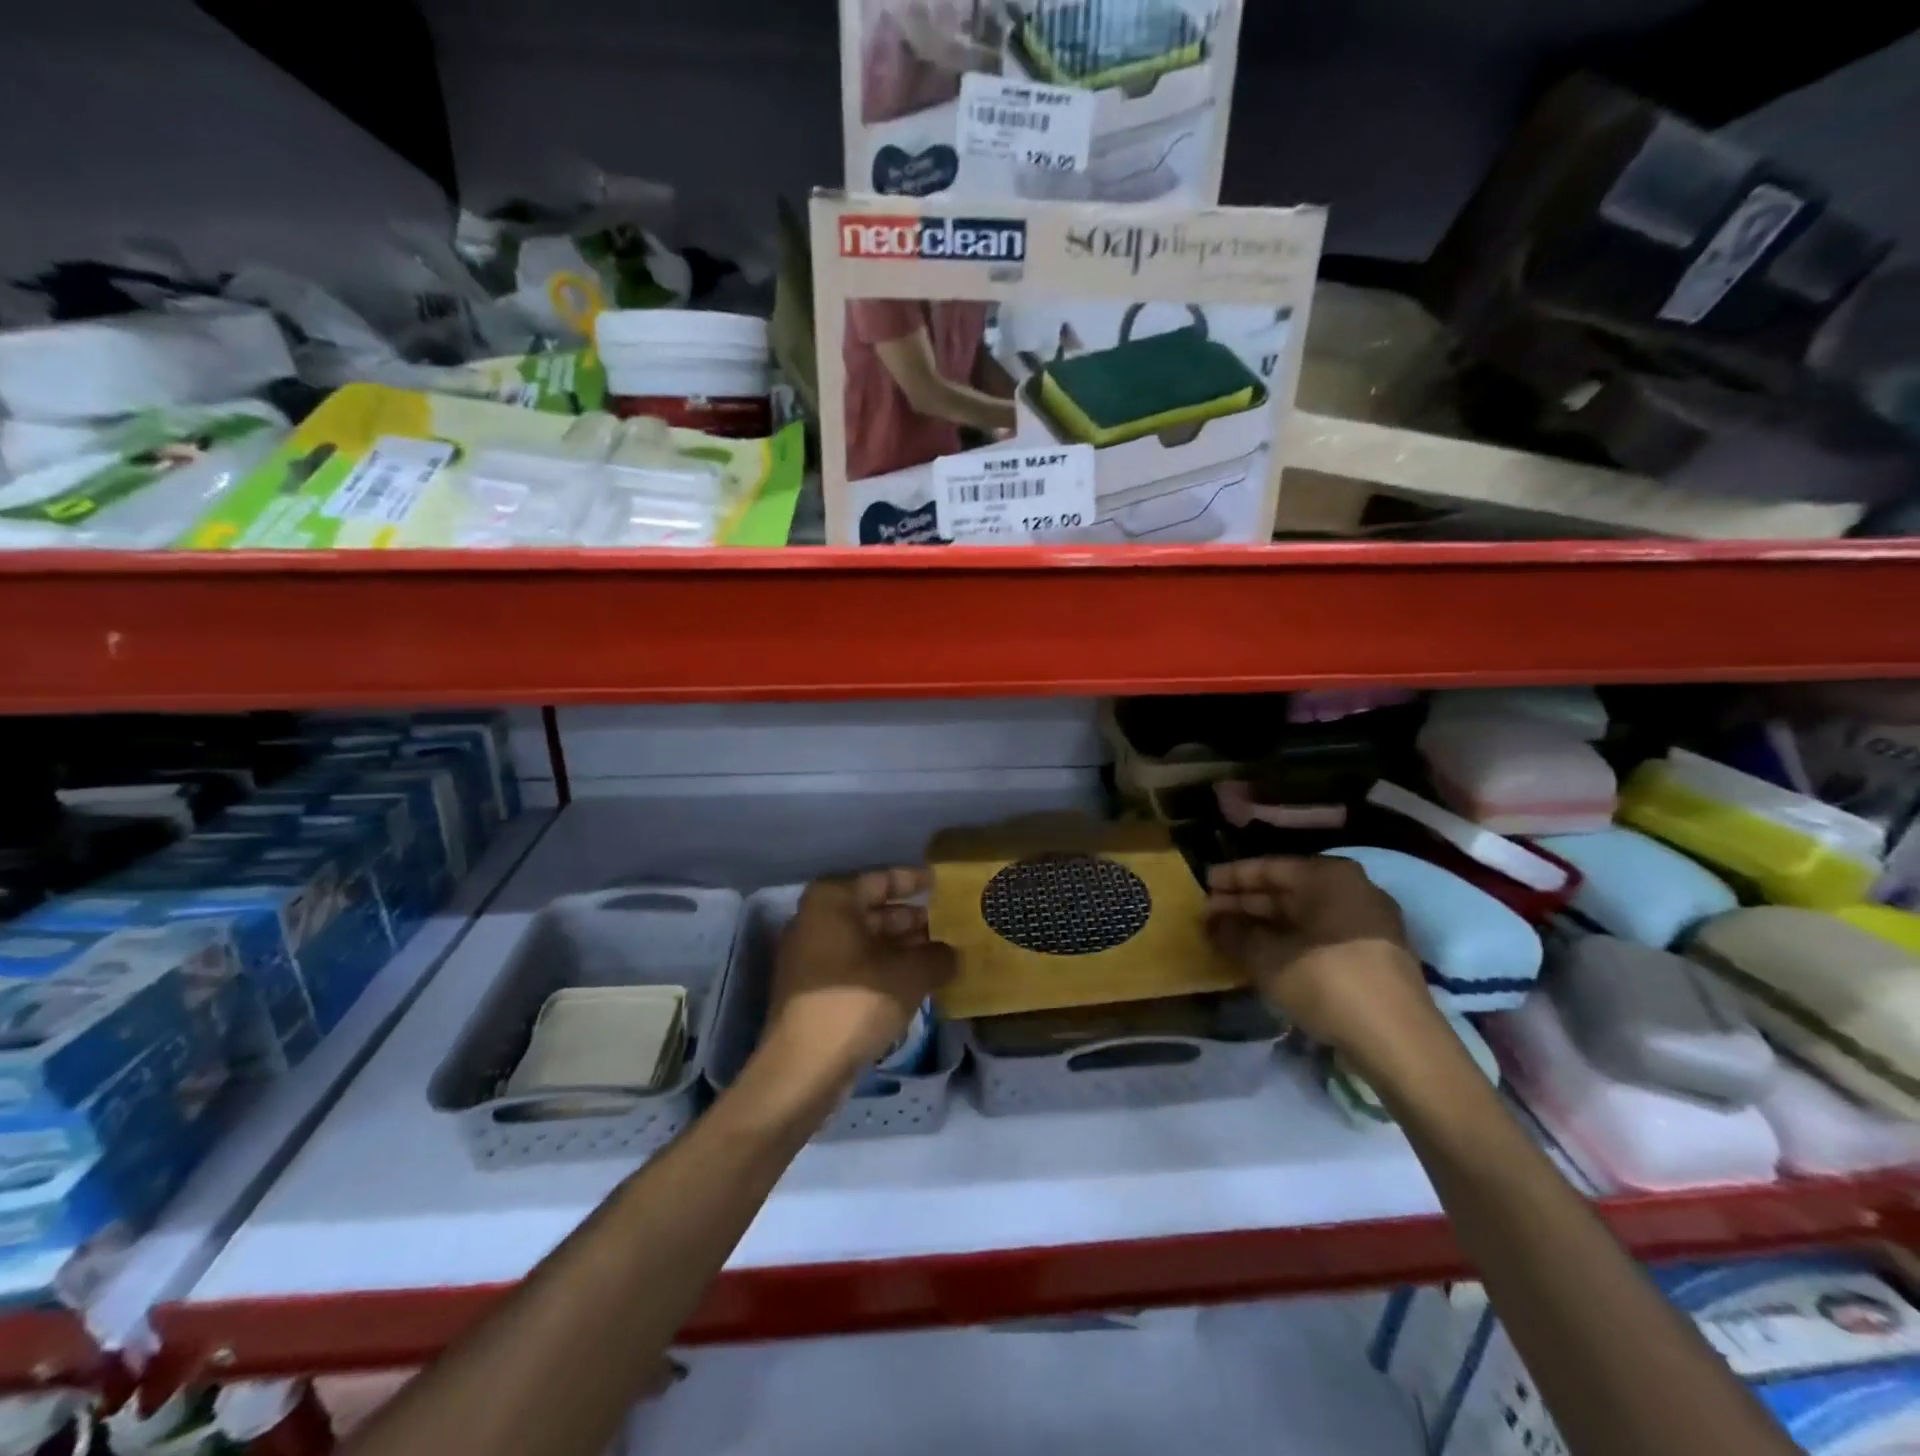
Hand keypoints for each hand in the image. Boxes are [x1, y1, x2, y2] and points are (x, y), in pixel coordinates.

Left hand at [760, 868, 956, 1092]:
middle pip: (872, 910)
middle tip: (950, 925)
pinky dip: (884, 968)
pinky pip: (855, 965)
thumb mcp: (910, 975)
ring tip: (941, 955)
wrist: (803, 1068)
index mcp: (832, 900)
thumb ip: (938, 956)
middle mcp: (815, 919)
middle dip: (912, 919)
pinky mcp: (811, 988)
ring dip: (901, 947)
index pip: (882, 879)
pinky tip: (916, 982)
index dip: (915, 881)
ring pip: (865, 940)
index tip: (943, 885)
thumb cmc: (856, 1002)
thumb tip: (951, 954)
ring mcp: (809, 955)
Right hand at [1205, 856, 1438, 1065]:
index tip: (1202, 883)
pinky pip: (1321, 935)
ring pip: (1304, 915)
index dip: (1232, 877)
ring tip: (1229, 935)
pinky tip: (1265, 955)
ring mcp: (1368, 922)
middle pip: (1287, 890)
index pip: (1269, 867)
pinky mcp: (1375, 954)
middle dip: (1246, 903)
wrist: (1398, 1040)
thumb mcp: (1266, 957)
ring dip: (1266, 925)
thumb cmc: (1326, 980)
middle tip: (1209, 913)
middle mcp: (1352, 889)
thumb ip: (1232, 934)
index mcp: (1329, 876)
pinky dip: (1290, 940)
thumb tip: (1209, 922)